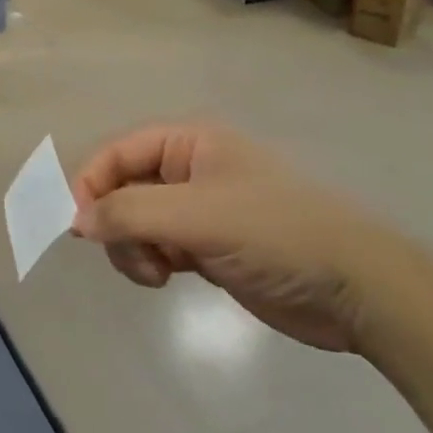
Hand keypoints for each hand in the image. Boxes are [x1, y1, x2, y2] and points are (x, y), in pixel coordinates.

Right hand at [71, 123, 408, 353]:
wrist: (357, 290)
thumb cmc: (275, 234)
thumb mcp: (195, 217)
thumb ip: (128, 213)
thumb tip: (75, 220)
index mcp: (189, 143)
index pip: (117, 153)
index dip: (90, 184)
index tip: (76, 226)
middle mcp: (189, 169)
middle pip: (122, 188)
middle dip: (116, 223)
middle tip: (131, 256)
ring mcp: (199, 209)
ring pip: (135, 221)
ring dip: (132, 247)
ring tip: (155, 273)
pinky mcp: (208, 245)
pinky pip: (156, 246)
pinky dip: (150, 262)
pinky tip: (166, 279)